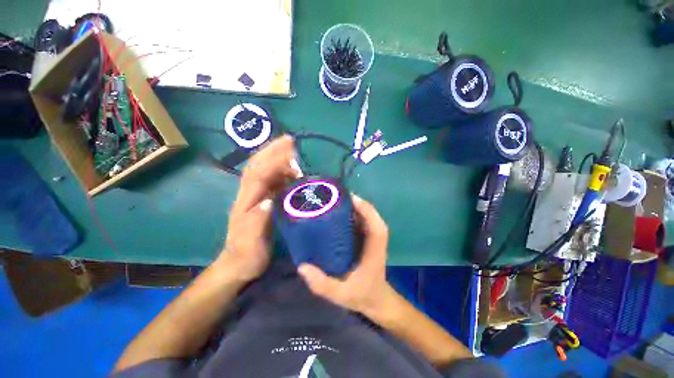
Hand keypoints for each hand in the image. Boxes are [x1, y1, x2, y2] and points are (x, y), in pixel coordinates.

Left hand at [218, 135, 300, 281]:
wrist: (236, 266)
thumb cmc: (247, 256)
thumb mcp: (252, 243)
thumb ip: (259, 221)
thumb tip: (270, 200)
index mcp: (245, 204)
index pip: (257, 177)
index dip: (273, 163)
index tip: (290, 153)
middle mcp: (246, 196)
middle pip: (256, 167)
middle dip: (271, 151)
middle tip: (290, 140)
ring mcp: (251, 199)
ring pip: (261, 172)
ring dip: (274, 158)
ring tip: (292, 151)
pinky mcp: (257, 205)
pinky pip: (267, 182)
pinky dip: (278, 172)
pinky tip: (289, 172)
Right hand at [298, 195, 395, 317]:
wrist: (376, 303)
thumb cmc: (363, 297)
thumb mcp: (341, 295)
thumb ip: (322, 284)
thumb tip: (302, 267)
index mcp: (374, 251)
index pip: (376, 225)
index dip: (366, 210)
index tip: (348, 198)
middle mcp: (375, 243)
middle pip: (369, 217)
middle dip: (353, 204)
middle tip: (330, 197)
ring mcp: (370, 242)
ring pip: (363, 219)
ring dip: (349, 209)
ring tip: (328, 203)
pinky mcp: (364, 245)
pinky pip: (357, 226)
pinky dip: (347, 218)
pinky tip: (329, 218)